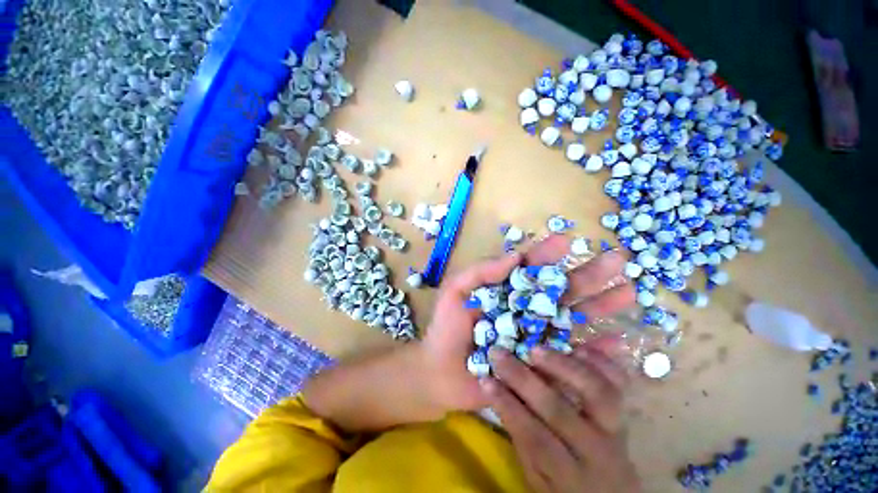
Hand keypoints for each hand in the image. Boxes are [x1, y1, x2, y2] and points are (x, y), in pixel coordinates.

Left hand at [417, 234, 634, 416]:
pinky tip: (619, 343)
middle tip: (617, 260)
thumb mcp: (456, 292)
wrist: (441, 373)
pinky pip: (571, 357)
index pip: (531, 268)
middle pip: (559, 290)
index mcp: (506, 291)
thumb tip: (514, 256)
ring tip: (629, 292)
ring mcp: (535, 336)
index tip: (568, 240)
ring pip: (573, 318)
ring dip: (600, 306)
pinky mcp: (539, 364)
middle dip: (587, 275)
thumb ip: (480, 272)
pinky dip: (595, 351)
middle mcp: (525, 310)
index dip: (548, 254)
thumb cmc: (446, 328)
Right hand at [482, 341, 640, 492]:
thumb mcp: (538, 480)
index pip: (534, 437)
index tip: (485, 379)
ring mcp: (617, 431)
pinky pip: (620, 384)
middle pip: (559, 411)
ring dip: (562, 366)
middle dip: (523, 379)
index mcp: (568, 476)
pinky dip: (601, 362)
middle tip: (500, 353)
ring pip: (596, 393)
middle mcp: (596, 453)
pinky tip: (579, 347)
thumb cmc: (567, 490)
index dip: (507, 405)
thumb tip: (501, 396)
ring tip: (535, 349)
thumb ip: (523, 439)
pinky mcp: (628, 414)